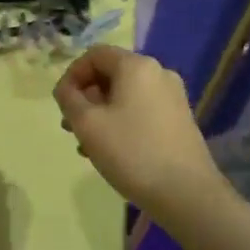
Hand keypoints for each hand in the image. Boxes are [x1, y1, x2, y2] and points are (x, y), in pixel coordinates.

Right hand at [53, 45, 225, 214]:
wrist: (187, 194)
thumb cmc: (132, 152)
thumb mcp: (87, 124)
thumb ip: (68, 98)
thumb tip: (67, 89)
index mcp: (136, 66)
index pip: (94, 55)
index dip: (72, 75)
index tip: (62, 103)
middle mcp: (158, 73)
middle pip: (110, 74)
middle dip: (86, 97)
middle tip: (70, 127)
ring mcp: (173, 97)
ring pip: (125, 95)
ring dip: (101, 113)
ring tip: (86, 145)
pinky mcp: (180, 119)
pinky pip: (141, 110)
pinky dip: (121, 122)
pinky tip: (111, 151)